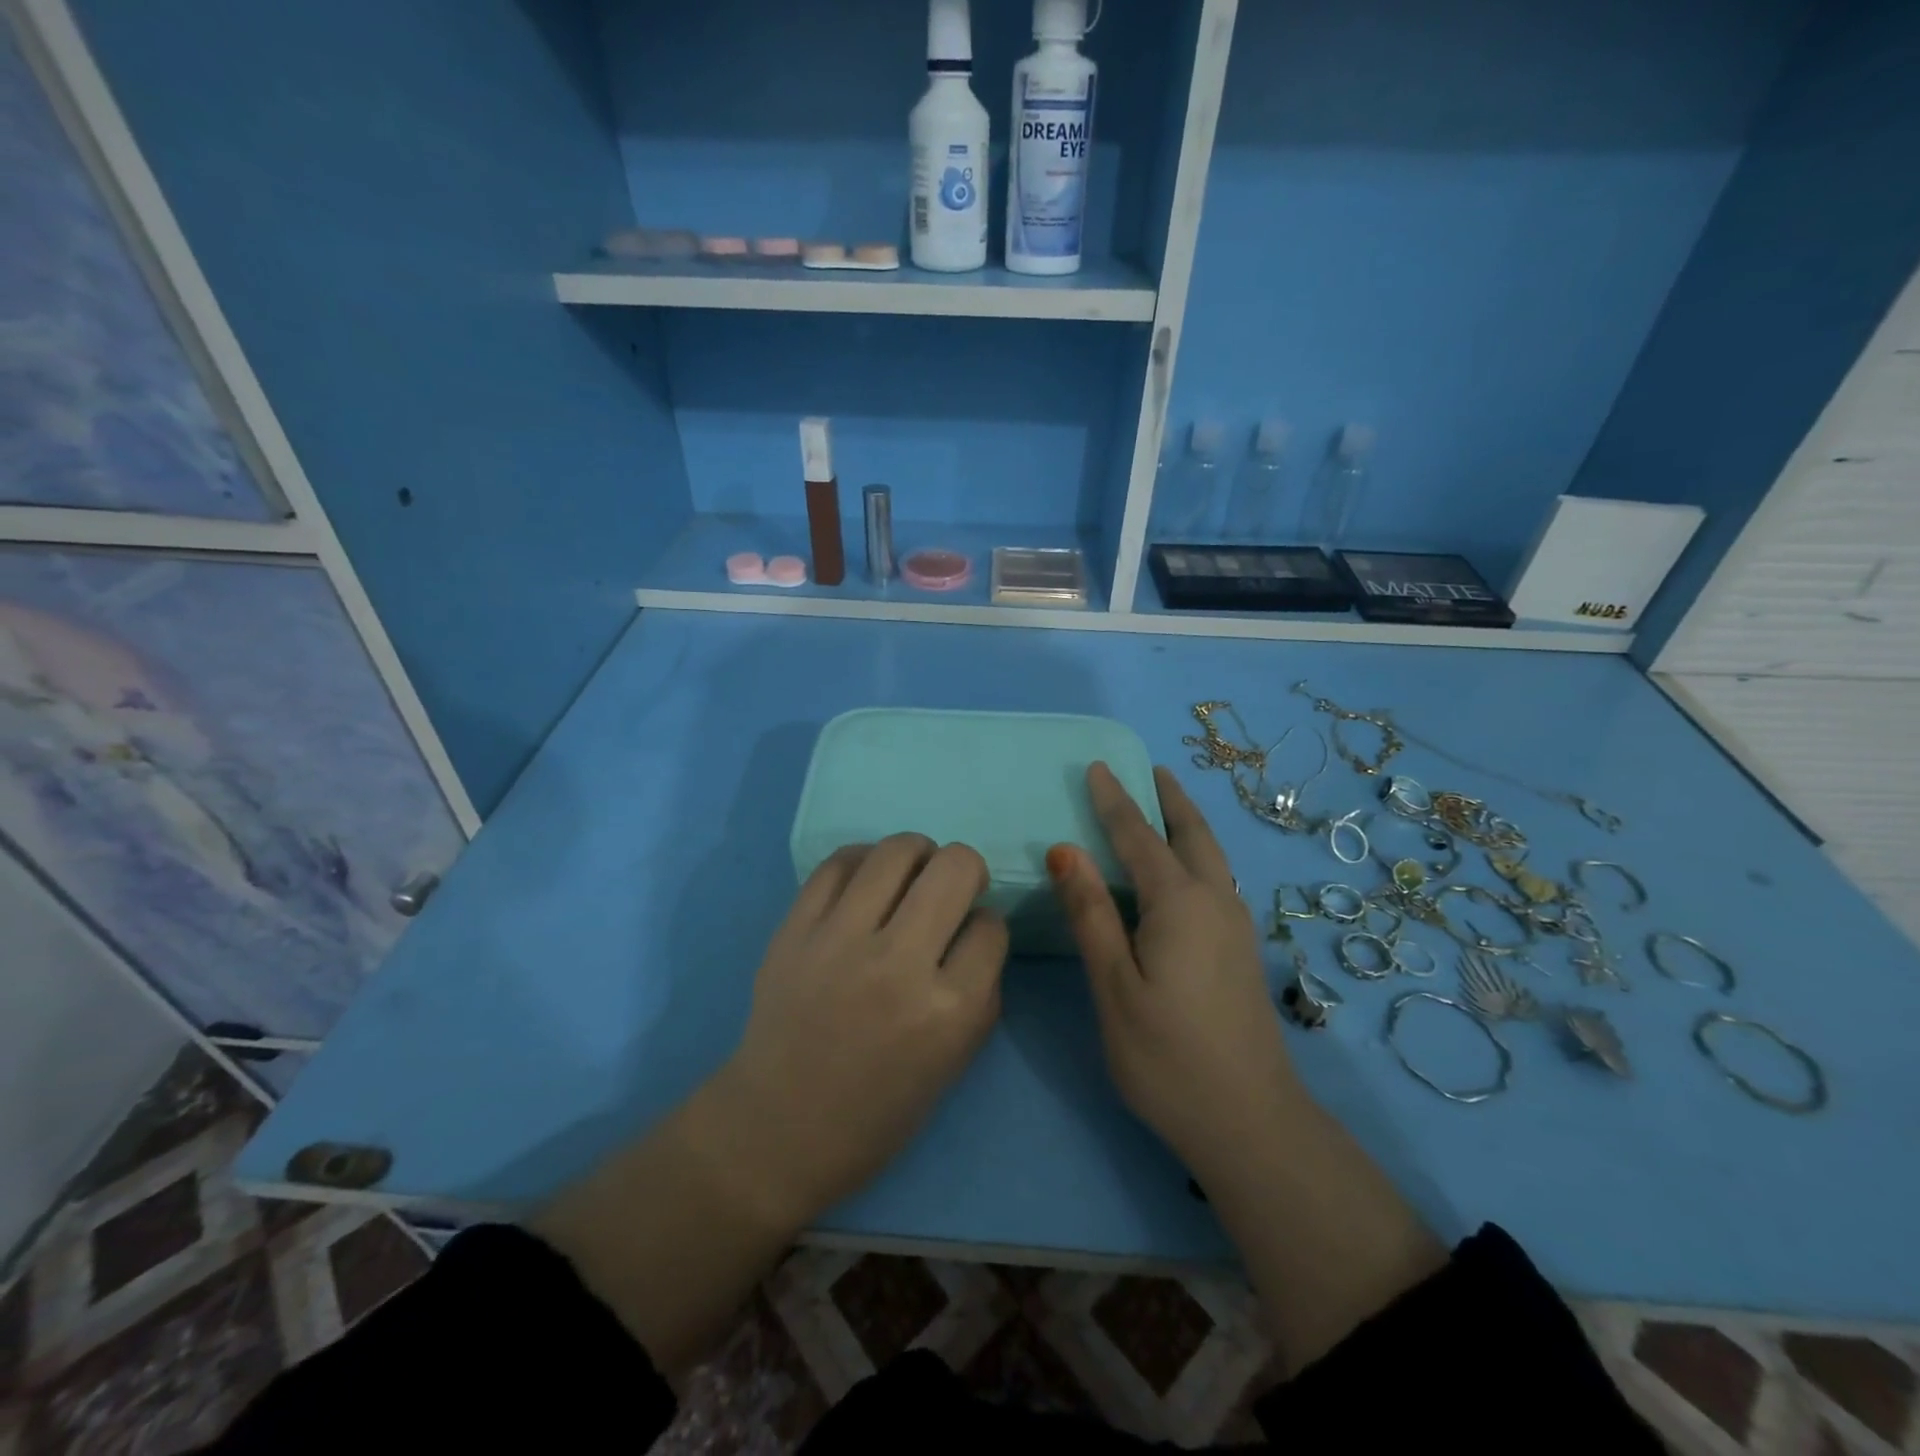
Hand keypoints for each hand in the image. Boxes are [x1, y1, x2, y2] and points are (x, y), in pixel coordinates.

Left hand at [712, 834, 1007, 1225]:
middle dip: (967, 868)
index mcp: (948, 1011)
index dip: (988, 924)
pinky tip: (868, 878)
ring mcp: (840, 940)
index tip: (972, 934)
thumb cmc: (877, 1111)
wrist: (778, 1129)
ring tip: (913, 872)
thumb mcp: (954, 1062)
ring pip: (896, 851)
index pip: (991, 927)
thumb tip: (979, 927)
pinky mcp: (795, 929)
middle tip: (953, 887)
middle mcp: (897, 964)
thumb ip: (980, 991)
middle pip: (955, 868)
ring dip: (919, 853)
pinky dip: (864, 861)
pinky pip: (838, 863)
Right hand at [1046, 763, 1300, 1181]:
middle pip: (1192, 834)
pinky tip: (1185, 869)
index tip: (1098, 766)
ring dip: (1187, 823)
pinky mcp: (1242, 950)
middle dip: (1170, 799)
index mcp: (1179, 904)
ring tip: (1167, 804)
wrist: (1251, 1122)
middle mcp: (1215, 902)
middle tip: (1151, 769)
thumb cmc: (1167, 1056)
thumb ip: (1091, 914)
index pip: (1139, 837)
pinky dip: (1197, 852)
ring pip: (1212, 856)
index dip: (1115, 801)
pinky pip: (1216, 878)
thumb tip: (1066, 849)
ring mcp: (1236, 926)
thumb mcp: (1114, 986)